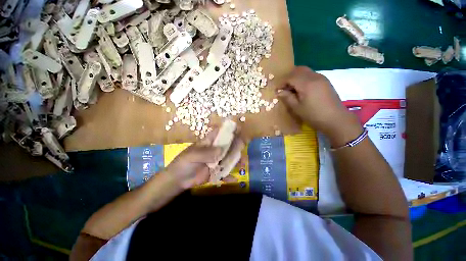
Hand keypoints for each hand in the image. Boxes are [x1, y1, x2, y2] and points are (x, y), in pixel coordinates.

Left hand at [164, 128, 237, 189]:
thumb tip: (222, 150)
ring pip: (229, 158)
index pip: (220, 133)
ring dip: (237, 160)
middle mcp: (214, 150)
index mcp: (208, 143)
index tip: (239, 128)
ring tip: (244, 163)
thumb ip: (206, 153)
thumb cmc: (183, 163)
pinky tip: (234, 180)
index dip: (228, 129)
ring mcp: (216, 161)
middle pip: (228, 145)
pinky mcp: (215, 171)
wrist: (178, 180)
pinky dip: (229, 176)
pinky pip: (224, 173)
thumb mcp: (192, 156)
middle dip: (237, 144)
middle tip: (244, 146)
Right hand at [277, 66, 361, 146]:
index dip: (282, 82)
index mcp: (306, 83)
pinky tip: (302, 89)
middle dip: (289, 77)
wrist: (336, 119)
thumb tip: (279, 92)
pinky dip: (304, 79)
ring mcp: (322, 78)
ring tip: (292, 89)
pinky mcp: (325, 82)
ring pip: (306, 71)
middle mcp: (314, 77)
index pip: (290, 76)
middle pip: (299, 70)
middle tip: (284, 87)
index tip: (277, 90)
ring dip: (296, 77)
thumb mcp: (297, 108)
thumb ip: (287, 97)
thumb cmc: (313, 115)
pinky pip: (311, 75)